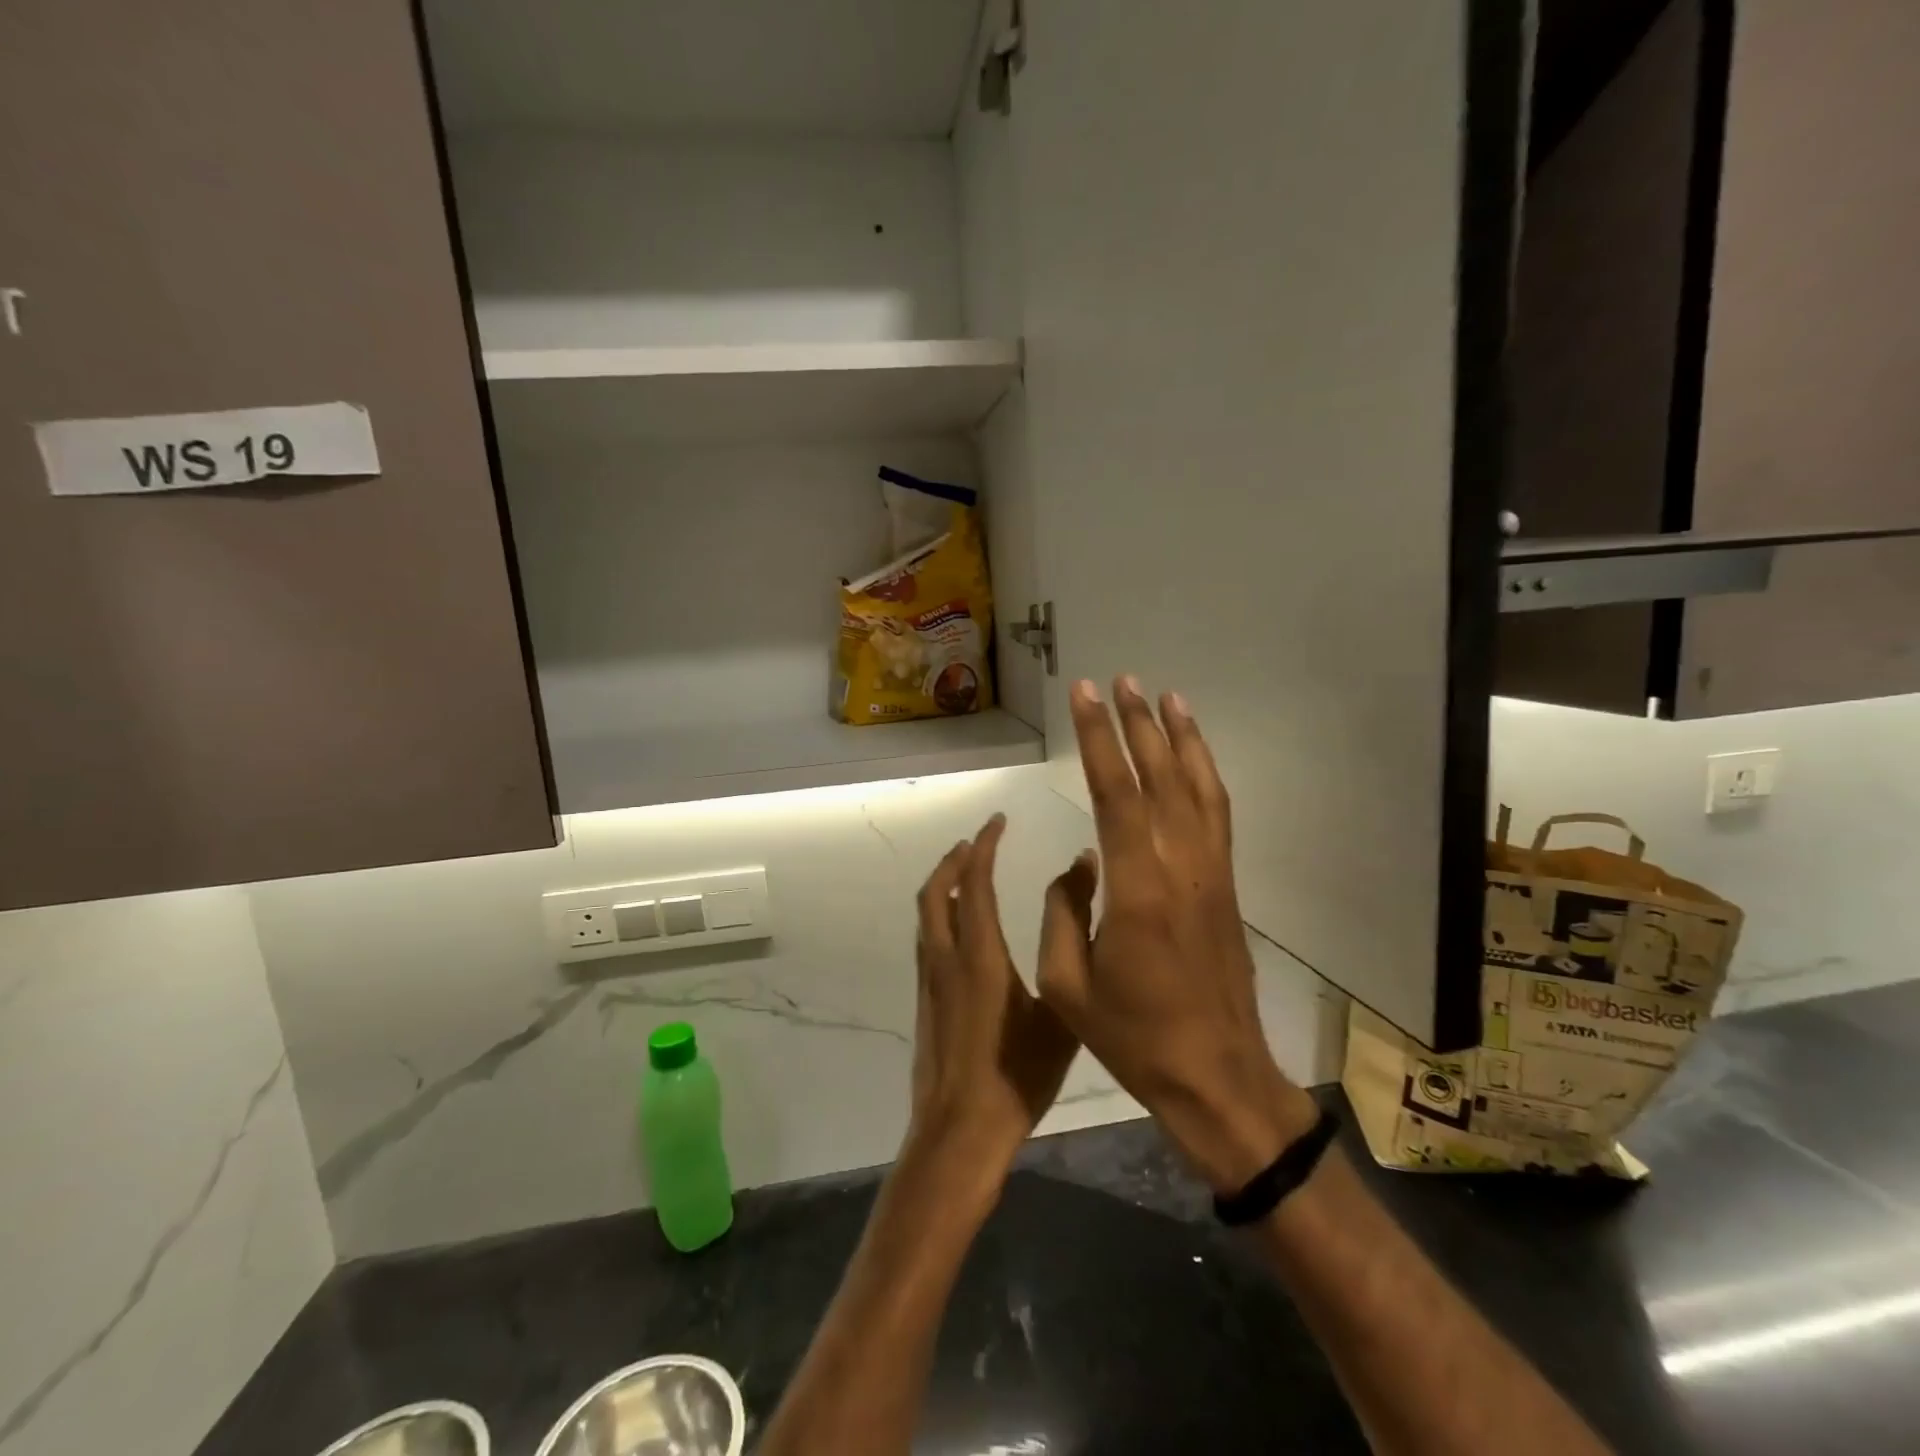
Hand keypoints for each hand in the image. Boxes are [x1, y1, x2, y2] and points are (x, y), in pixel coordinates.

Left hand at [906, 814, 1087, 1179]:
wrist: (960, 1133)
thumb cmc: (1018, 1076)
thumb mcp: (1059, 1016)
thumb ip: (1068, 953)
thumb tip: (1080, 903)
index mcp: (980, 956)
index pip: (976, 884)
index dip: (984, 847)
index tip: (997, 821)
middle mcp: (946, 958)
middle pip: (936, 891)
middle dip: (954, 859)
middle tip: (978, 842)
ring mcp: (929, 980)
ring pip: (927, 914)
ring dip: (943, 885)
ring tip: (969, 875)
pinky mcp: (924, 1001)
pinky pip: (927, 939)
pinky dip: (941, 915)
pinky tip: (963, 929)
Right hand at [1036, 677, 1320, 1193]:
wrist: (1217, 1075)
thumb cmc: (1134, 1037)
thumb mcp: (1068, 984)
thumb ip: (1063, 912)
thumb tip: (1078, 862)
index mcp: (1137, 888)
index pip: (1115, 793)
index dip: (1098, 739)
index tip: (1085, 696)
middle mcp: (1180, 866)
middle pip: (1159, 777)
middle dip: (1137, 724)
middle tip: (1120, 680)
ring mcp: (1210, 873)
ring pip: (1197, 788)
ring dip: (1180, 739)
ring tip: (1165, 696)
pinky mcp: (1225, 885)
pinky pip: (1217, 816)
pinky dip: (1206, 775)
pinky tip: (1193, 757)